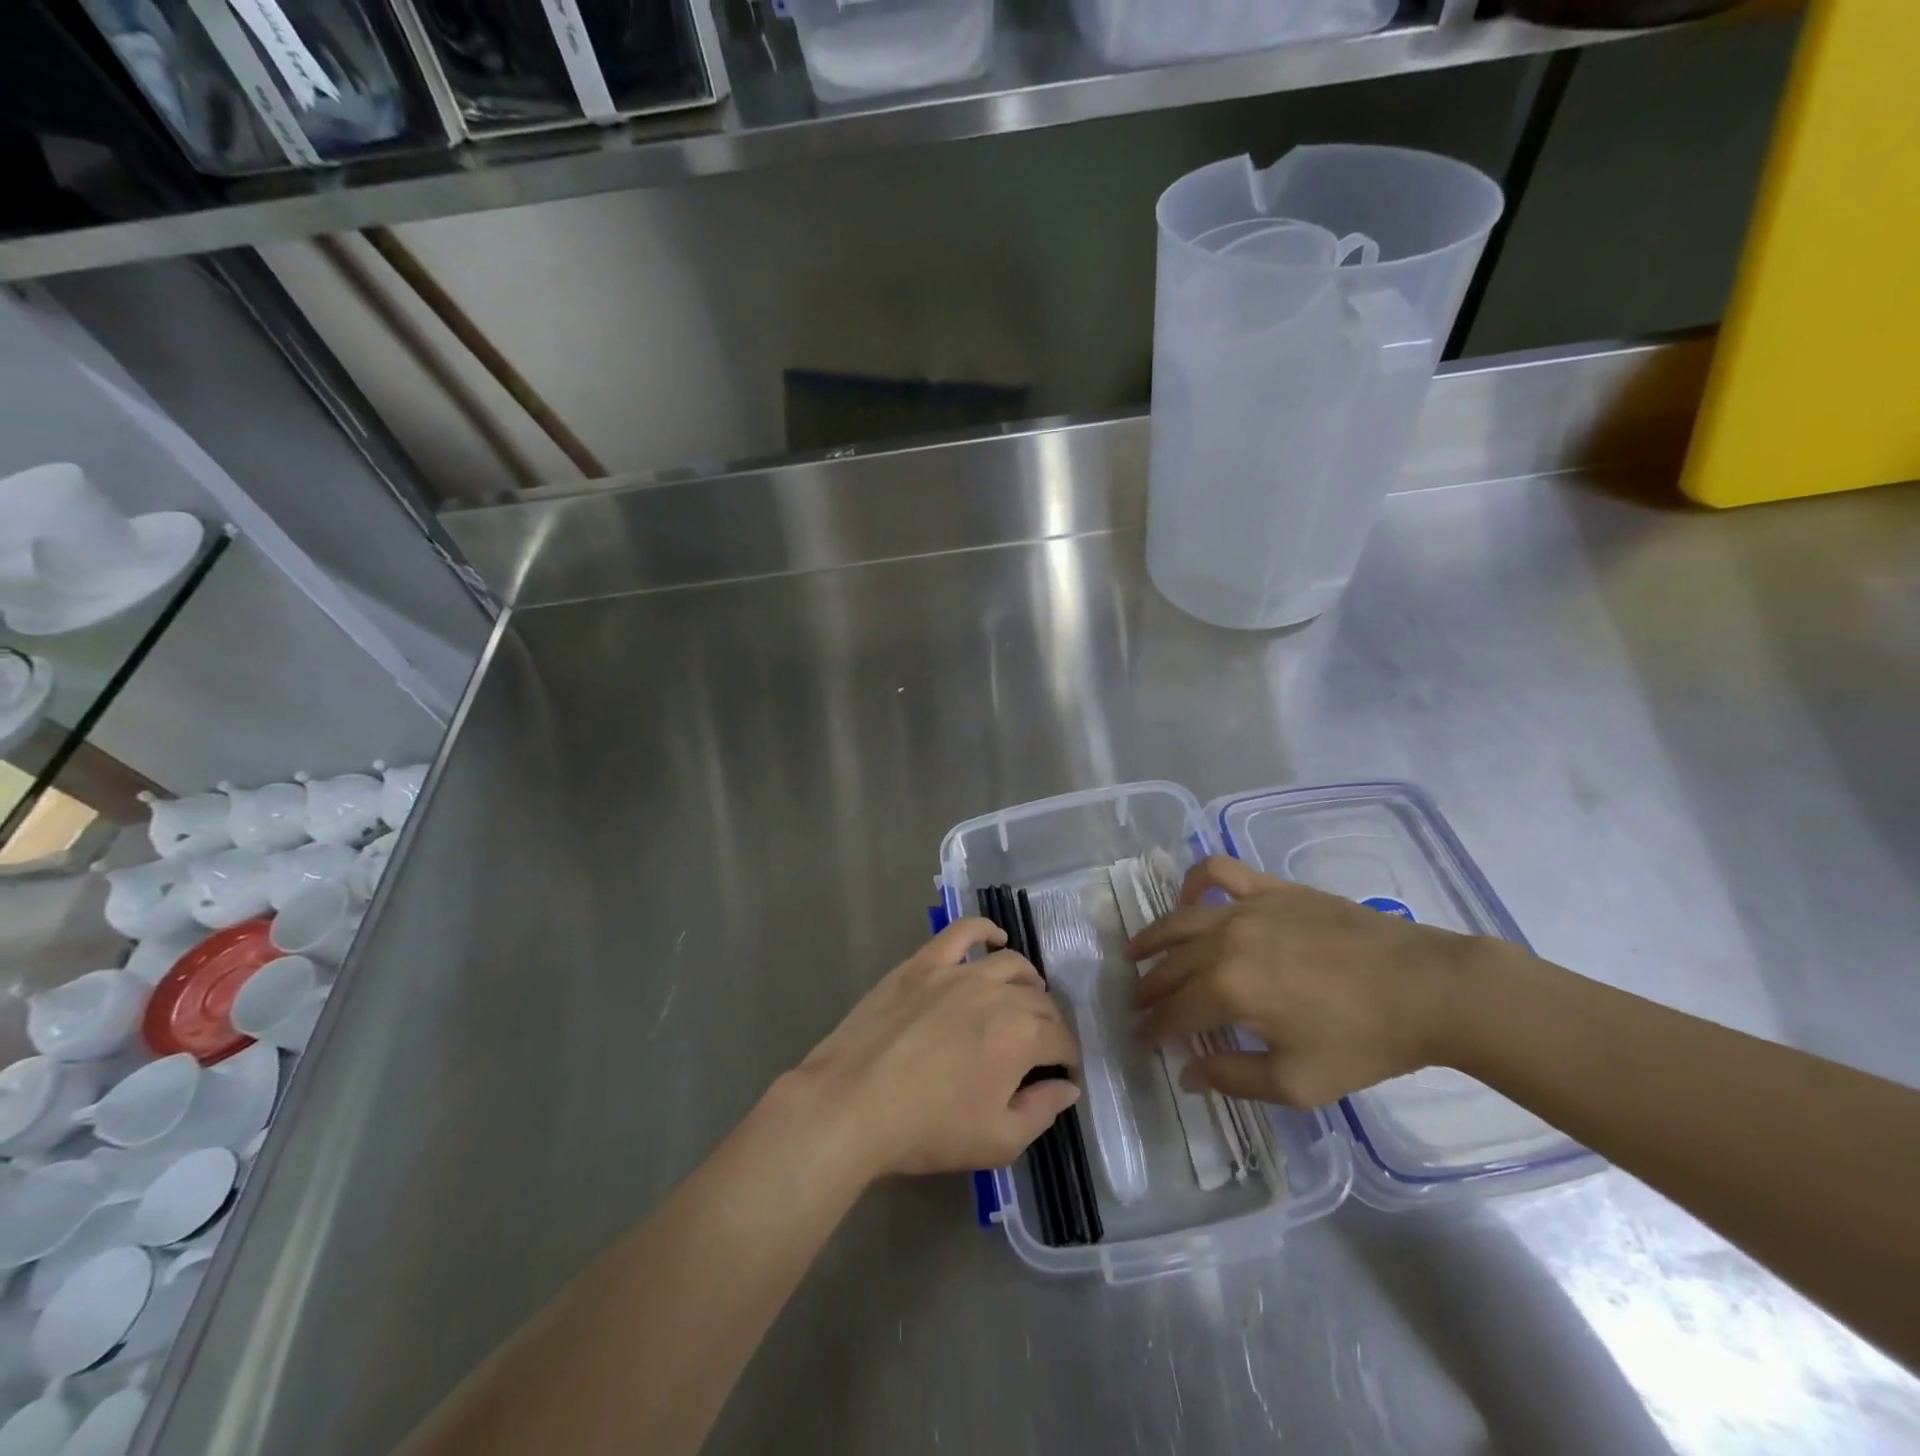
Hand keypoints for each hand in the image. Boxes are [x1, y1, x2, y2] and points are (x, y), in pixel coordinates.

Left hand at [790, 918, 1081, 1179]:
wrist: (853, 1103)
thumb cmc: (928, 1129)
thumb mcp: (998, 1141)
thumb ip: (1042, 1111)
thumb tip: (1067, 1088)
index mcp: (1022, 1036)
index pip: (1061, 1040)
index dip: (1067, 1059)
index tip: (1062, 1074)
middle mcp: (998, 993)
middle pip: (1039, 1001)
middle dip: (1050, 1024)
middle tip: (1042, 1045)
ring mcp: (958, 972)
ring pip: (1010, 964)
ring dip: (1028, 982)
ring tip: (1027, 996)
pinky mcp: (924, 962)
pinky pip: (962, 932)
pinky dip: (984, 930)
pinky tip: (995, 938)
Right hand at [1130, 856, 1484, 1106]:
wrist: (1426, 988)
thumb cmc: (1364, 1042)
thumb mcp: (1298, 1082)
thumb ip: (1233, 1078)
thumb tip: (1187, 1073)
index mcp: (1228, 990)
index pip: (1173, 1012)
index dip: (1152, 1029)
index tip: (1139, 1041)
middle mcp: (1224, 941)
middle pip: (1170, 965)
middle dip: (1147, 988)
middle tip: (1137, 1005)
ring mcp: (1246, 908)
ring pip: (1180, 919)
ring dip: (1153, 937)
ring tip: (1136, 951)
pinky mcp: (1270, 889)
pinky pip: (1217, 872)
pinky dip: (1193, 881)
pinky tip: (1188, 899)